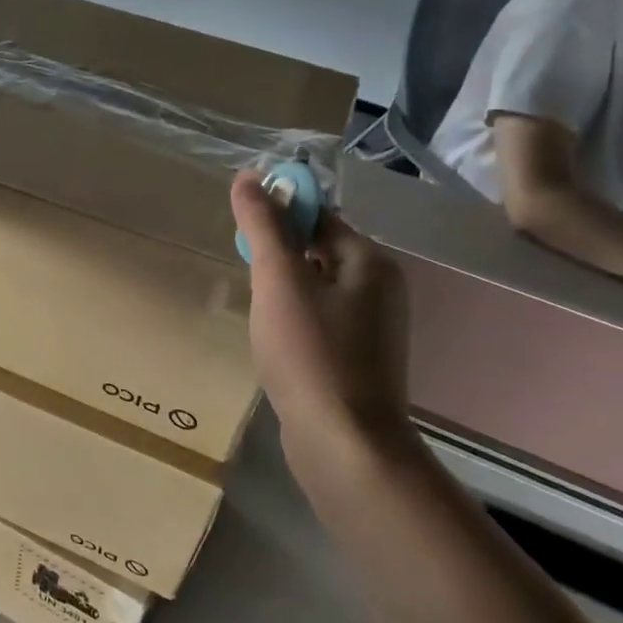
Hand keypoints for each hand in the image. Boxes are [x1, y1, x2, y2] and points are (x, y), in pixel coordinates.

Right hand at [231, 170, 409, 443]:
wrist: (344, 445)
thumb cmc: (310, 355)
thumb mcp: (279, 282)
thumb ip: (264, 228)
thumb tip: (249, 177)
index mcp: (370, 262)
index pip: (319, 217)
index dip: (278, 215)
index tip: (242, 232)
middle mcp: (381, 288)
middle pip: (320, 250)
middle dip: (279, 256)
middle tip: (246, 276)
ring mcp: (374, 328)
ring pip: (318, 288)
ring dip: (284, 289)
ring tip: (256, 311)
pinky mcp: (360, 360)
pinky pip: (322, 321)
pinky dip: (295, 320)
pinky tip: (274, 341)